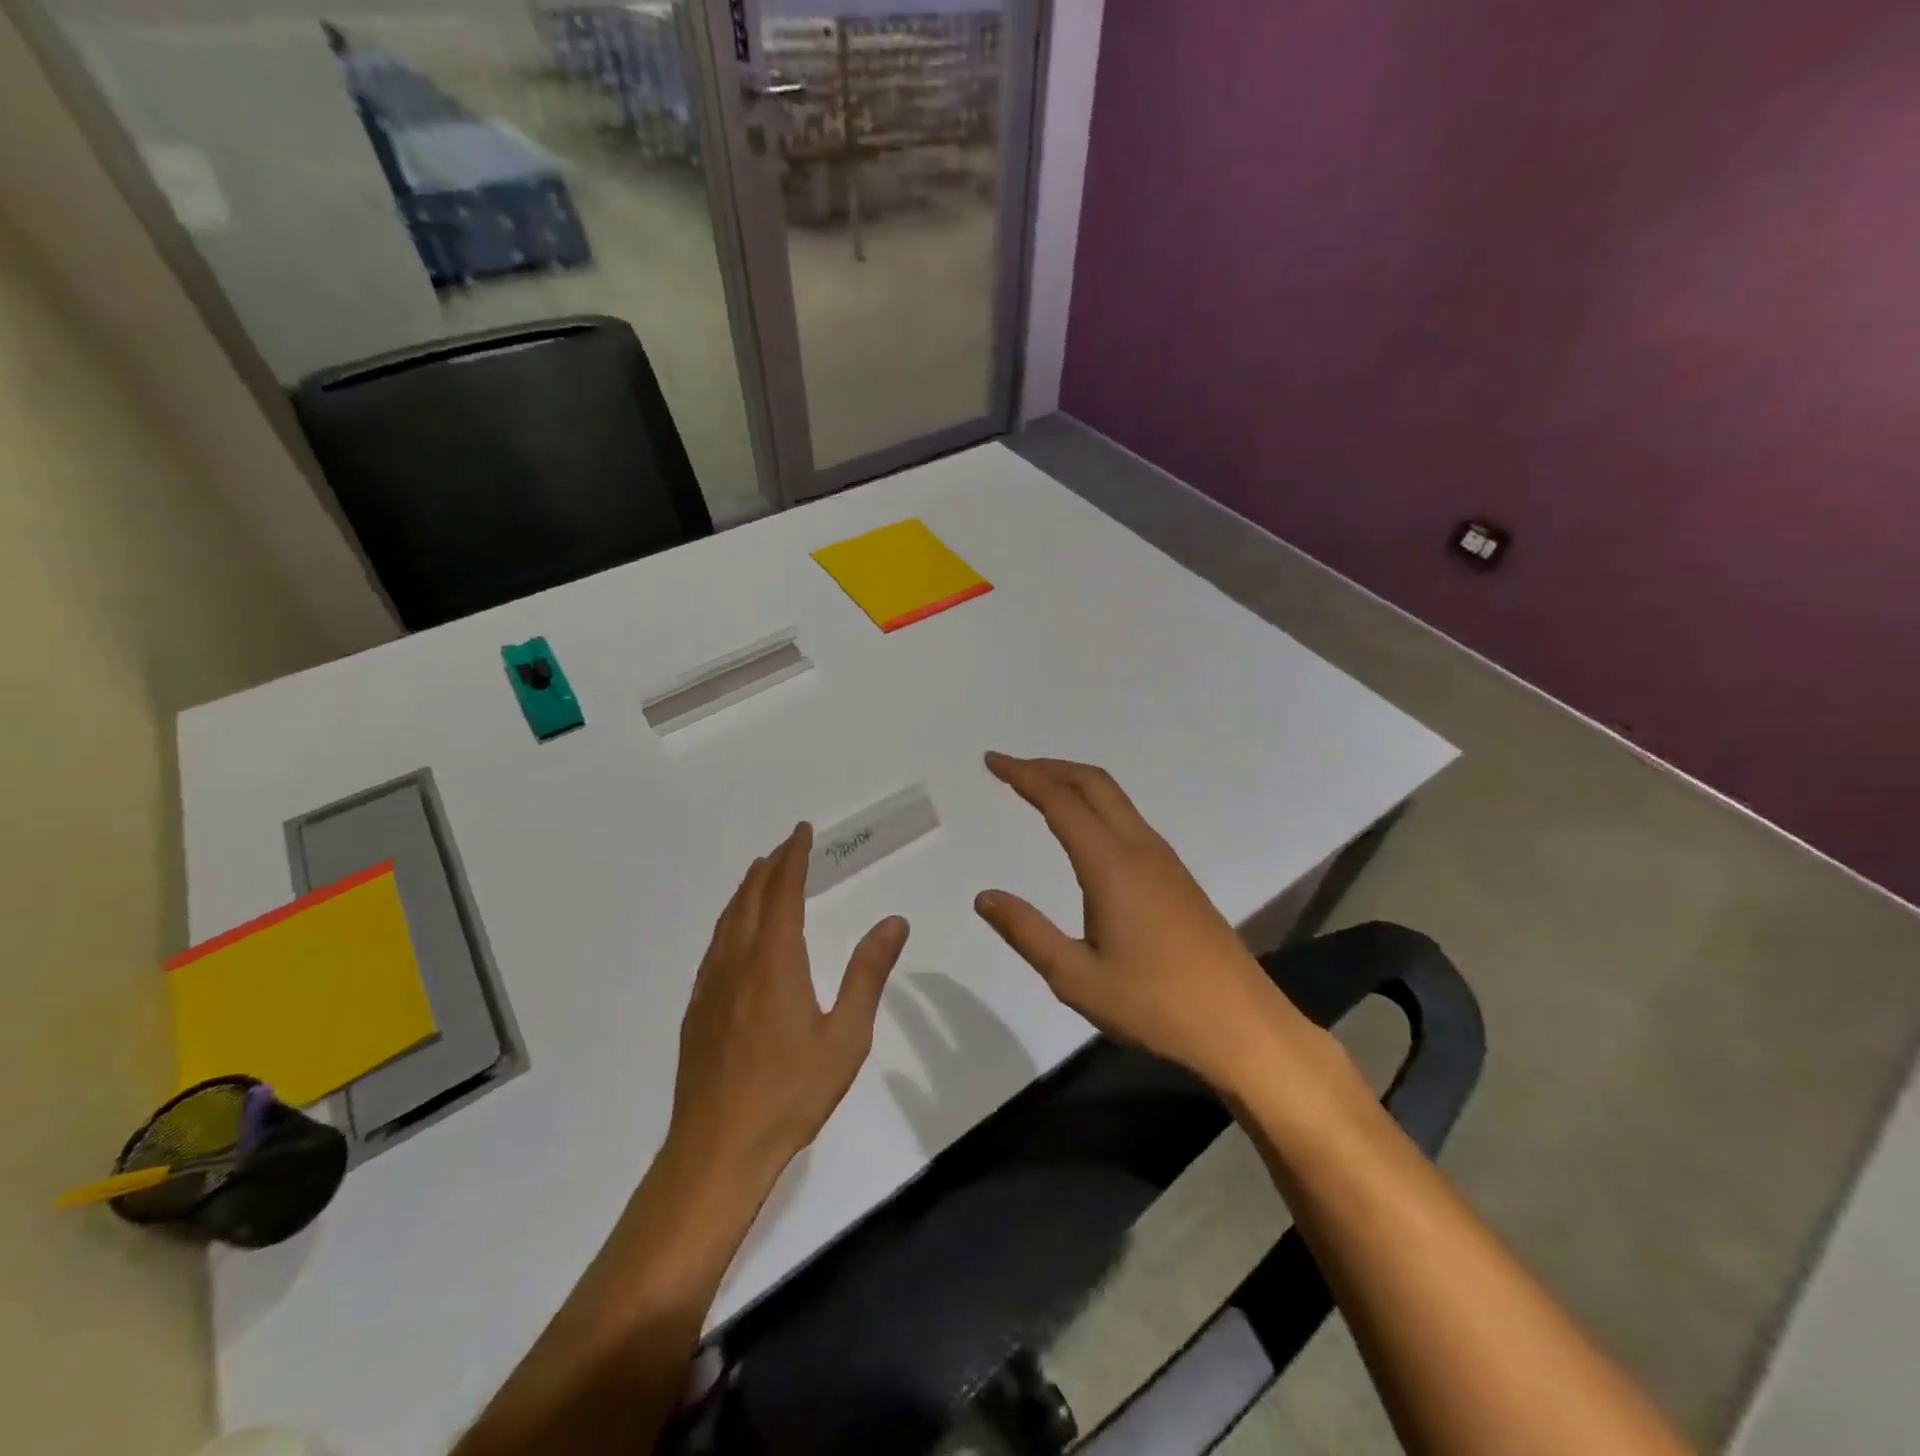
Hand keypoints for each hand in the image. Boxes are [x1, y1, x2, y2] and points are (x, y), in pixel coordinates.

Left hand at [668, 823, 908, 1183]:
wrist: (717, 1149)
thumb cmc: (790, 1094)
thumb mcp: (846, 1036)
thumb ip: (868, 974)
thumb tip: (894, 922)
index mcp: (775, 962)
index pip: (783, 893)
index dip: (793, 859)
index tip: (802, 832)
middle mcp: (738, 963)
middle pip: (751, 899)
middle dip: (769, 867)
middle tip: (786, 846)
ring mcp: (711, 987)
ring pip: (728, 921)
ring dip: (746, 890)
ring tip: (760, 875)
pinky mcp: (697, 1011)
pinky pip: (715, 947)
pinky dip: (730, 921)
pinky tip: (736, 934)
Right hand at [974, 752, 1309, 1094]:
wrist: (1241, 1026)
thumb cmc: (1155, 1004)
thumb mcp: (1076, 978)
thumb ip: (1027, 932)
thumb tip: (983, 897)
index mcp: (1112, 866)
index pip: (1061, 801)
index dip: (1024, 775)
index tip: (993, 761)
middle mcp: (1140, 849)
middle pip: (1094, 783)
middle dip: (1049, 767)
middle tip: (1011, 768)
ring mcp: (1164, 861)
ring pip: (1115, 799)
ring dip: (1074, 784)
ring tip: (1039, 791)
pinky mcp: (1176, 877)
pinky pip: (1128, 820)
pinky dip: (1095, 806)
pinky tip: (1083, 832)